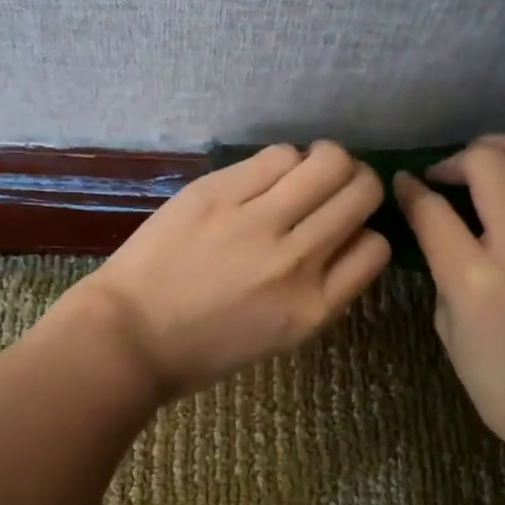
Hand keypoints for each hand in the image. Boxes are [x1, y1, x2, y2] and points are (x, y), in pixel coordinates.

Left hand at [65, 142, 390, 399]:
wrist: (128, 337)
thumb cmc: (202, 350)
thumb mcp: (280, 336)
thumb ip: (320, 290)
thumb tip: (342, 240)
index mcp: (314, 307)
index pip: (375, 247)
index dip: (365, 233)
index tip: (345, 231)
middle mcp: (297, 260)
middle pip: (362, 193)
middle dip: (358, 184)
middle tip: (335, 187)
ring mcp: (257, 222)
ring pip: (328, 162)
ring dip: (326, 162)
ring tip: (303, 173)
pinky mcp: (219, 192)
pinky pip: (279, 155)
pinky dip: (284, 160)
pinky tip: (267, 174)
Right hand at [394, 135, 504, 466]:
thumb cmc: (504, 387)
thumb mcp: (451, 332)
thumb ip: (445, 275)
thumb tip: (446, 238)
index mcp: (476, 279)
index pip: (433, 209)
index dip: (410, 189)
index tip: (402, 183)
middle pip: (492, 159)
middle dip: (458, 157)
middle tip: (445, 177)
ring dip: (497, 155)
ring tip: (480, 177)